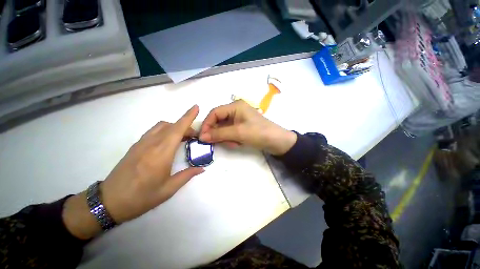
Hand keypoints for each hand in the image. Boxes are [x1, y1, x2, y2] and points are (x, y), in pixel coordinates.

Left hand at [63, 105, 203, 238]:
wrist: (109, 202)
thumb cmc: (141, 197)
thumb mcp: (168, 190)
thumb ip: (187, 175)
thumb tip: (201, 168)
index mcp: (161, 154)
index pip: (177, 130)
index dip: (188, 117)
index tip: (196, 108)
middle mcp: (151, 144)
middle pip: (171, 126)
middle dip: (186, 126)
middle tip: (195, 136)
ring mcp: (142, 143)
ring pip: (162, 126)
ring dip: (175, 127)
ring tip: (183, 138)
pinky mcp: (136, 146)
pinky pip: (154, 131)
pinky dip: (165, 130)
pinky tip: (168, 142)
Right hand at [199, 100, 296, 155]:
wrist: (277, 142)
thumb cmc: (258, 133)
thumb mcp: (238, 133)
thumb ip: (219, 134)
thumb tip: (202, 136)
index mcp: (235, 106)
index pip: (214, 113)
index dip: (207, 124)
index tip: (202, 137)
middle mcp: (236, 110)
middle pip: (219, 120)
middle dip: (218, 133)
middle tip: (220, 143)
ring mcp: (239, 118)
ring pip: (224, 128)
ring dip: (226, 137)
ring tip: (234, 143)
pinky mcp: (242, 126)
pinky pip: (230, 132)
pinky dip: (231, 139)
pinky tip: (237, 143)